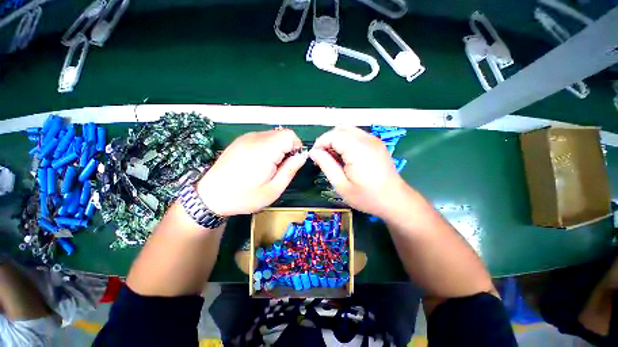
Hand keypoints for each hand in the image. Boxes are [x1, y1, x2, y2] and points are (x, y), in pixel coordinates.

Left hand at [197, 129, 306, 215]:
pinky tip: (259, 162)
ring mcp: (246, 138)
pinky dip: (268, 147)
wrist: (210, 196)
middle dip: (287, 149)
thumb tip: (301, 157)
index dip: (296, 147)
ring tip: (269, 167)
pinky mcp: (241, 140)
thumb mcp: (273, 190)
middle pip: (282, 134)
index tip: (292, 162)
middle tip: (280, 168)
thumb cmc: (243, 197)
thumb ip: (290, 170)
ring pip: (273, 135)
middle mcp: (255, 139)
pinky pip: (262, 138)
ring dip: (277, 148)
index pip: (290, 135)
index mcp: (264, 150)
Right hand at [309, 126, 410, 217]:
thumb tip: (313, 152)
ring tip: (334, 157)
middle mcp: (367, 139)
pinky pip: (356, 134)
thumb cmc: (367, 197)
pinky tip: (346, 156)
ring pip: (348, 130)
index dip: (320, 143)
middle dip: (327, 140)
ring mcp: (374, 140)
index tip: (315, 157)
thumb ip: (326, 165)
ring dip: (336, 140)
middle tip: (323, 157)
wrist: (395, 200)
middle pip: (340, 129)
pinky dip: (346, 141)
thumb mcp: (341, 185)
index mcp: (358, 149)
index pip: (333, 135)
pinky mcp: (377, 143)